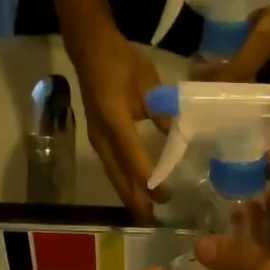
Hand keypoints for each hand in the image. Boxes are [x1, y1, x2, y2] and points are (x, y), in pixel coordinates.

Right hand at [73, 34, 165, 219]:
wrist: (90, 50)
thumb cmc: (121, 62)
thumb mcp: (148, 83)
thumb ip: (162, 113)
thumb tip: (179, 138)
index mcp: (115, 119)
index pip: (133, 156)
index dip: (148, 178)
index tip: (165, 195)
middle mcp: (102, 135)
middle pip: (119, 174)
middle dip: (135, 198)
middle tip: (152, 219)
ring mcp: (98, 139)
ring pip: (113, 174)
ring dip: (128, 195)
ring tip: (143, 215)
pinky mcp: (98, 139)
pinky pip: (111, 167)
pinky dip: (123, 183)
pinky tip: (133, 193)